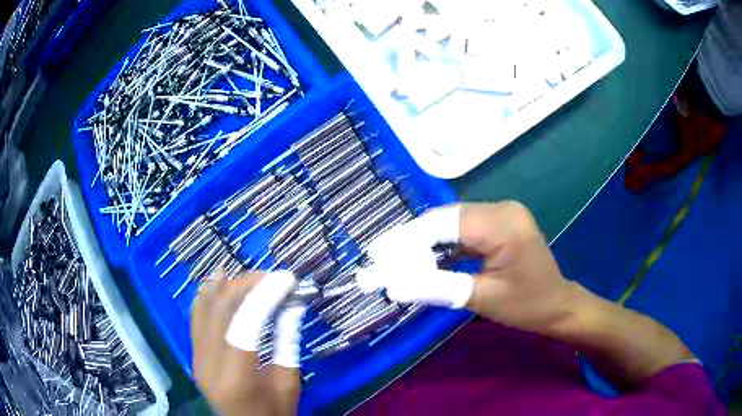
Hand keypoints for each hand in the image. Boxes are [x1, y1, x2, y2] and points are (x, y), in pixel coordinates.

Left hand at [191, 269, 303, 415]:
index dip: (265, 295)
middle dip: (248, 285)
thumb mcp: (289, 383)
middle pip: (222, 311)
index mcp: (237, 379)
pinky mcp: (194, 356)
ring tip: (251, 274)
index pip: (245, 324)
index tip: (287, 278)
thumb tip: (292, 303)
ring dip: (227, 286)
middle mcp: (209, 365)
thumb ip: (288, 341)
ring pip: (204, 309)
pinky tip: (218, 279)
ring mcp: (197, 358)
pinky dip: (207, 295)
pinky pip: (196, 317)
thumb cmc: (274, 414)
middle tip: (273, 276)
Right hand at [357, 201, 574, 331]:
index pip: (445, 223)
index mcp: (503, 224)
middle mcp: (502, 208)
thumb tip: (394, 285)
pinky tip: (425, 258)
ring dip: (425, 242)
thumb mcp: (483, 298)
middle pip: (446, 219)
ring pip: (451, 222)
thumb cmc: (527, 305)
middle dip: (412, 240)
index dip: (408, 238)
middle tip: (383, 259)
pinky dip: (442, 244)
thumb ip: (438, 287)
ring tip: (397, 259)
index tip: (378, 254)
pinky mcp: (499, 223)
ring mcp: (502, 213)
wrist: (557, 305)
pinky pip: (463, 228)